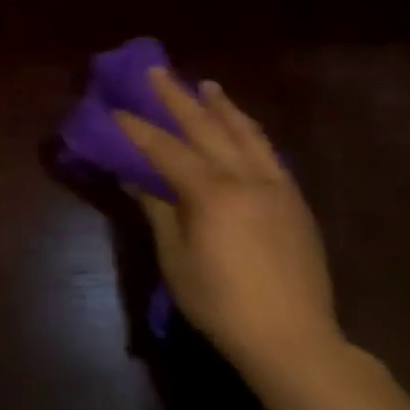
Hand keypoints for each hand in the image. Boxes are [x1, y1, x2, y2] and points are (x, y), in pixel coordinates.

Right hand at [115, 69, 342, 384]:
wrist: (293, 338)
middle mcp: (246, 179)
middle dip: (178, 98)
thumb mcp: (176, 258)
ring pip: (246, 134)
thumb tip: (134, 177)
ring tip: (206, 85)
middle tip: (157, 71)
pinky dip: (249, 132)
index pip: (166, 149)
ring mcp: (276, 187)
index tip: (115, 109)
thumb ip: (158, 210)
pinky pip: (268, 153)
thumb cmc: (221, 303)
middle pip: (207, 128)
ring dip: (222, 107)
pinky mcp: (295, 201)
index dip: (137, 128)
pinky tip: (241, 128)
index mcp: (212, 194)